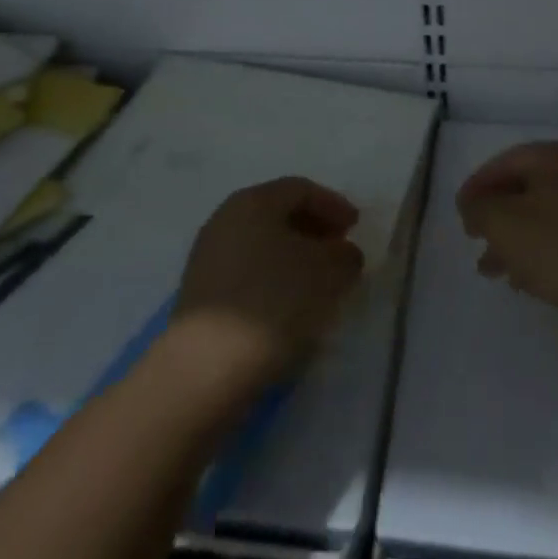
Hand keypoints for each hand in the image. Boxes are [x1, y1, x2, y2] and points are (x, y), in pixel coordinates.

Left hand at [170, 177, 365, 390]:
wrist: (205, 368)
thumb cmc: (273, 302)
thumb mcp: (327, 272)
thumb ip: (344, 255)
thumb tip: (343, 253)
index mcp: (253, 201)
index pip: (301, 189)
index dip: (333, 204)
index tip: (357, 226)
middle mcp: (225, 219)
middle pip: (278, 213)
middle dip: (313, 229)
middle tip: (340, 251)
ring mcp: (208, 257)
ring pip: (262, 245)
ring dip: (294, 257)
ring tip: (319, 283)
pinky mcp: (200, 295)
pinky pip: (247, 273)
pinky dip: (273, 280)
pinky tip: (290, 306)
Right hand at [456, 140, 557, 343]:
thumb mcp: (503, 223)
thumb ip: (479, 207)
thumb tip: (474, 205)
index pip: (506, 161)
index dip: (477, 186)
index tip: (459, 213)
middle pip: (527, 187)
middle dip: (496, 215)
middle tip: (474, 239)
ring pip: (546, 214)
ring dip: (515, 237)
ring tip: (493, 269)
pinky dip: (542, 249)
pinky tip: (526, 279)